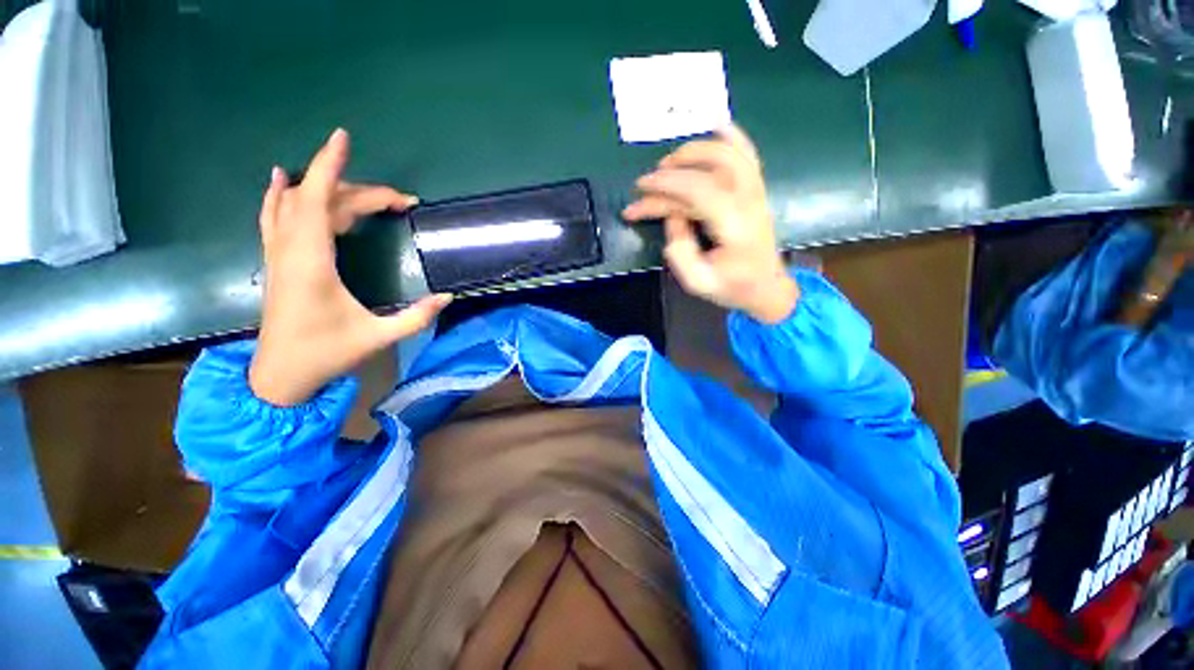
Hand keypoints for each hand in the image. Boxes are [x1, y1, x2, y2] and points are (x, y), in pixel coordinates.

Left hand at [249, 128, 451, 406]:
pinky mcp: (278, 261)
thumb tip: (448, 297)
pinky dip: (282, 194)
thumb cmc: (326, 354)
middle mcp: (290, 249)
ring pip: (298, 204)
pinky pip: (276, 215)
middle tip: (402, 202)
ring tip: (366, 192)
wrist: (280, 375)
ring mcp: (279, 253)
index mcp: (311, 262)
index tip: (343, 138)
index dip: (330, 166)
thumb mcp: (378, 338)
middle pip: (320, 200)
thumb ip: (416, 317)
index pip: (317, 200)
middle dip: (362, 192)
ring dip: (332, 190)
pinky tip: (282, 178)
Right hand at [622, 125, 797, 323]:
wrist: (766, 288)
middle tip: (646, 182)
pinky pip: (747, 155)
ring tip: (668, 160)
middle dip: (671, 172)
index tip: (640, 190)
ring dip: (694, 151)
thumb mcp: (697, 281)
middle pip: (709, 170)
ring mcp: (755, 192)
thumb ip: (680, 250)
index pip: (698, 191)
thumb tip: (672, 216)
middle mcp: (748, 201)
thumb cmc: (731, 288)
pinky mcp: (756, 190)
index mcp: (734, 226)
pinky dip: (733, 136)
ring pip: (728, 155)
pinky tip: (718, 123)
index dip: (665, 186)